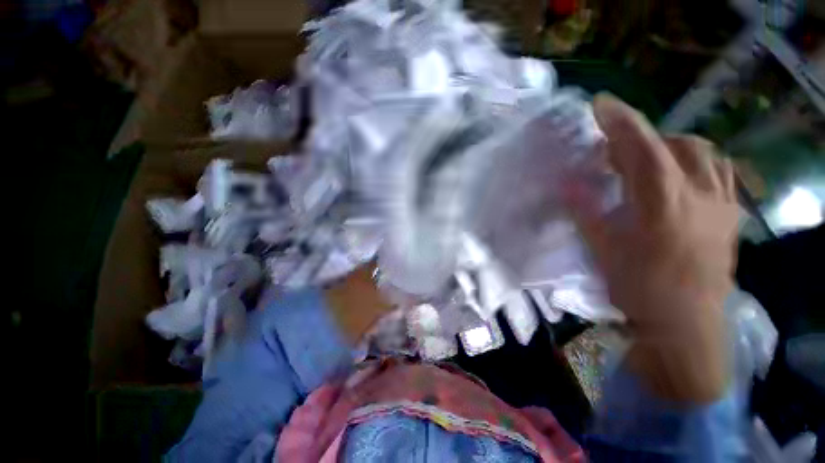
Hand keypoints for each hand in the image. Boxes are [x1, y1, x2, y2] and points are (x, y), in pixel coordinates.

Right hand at [565, 95, 738, 402]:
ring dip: (670, 147)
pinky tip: (679, 177)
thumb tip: (565, 183)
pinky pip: (720, 171)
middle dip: (640, 139)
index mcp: (663, 205)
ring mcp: (722, 203)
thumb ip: (585, 211)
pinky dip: (695, 162)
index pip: (642, 148)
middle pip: (674, 144)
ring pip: (703, 152)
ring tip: (647, 162)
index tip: (599, 104)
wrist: (686, 325)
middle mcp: (700, 195)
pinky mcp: (731, 215)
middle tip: (612, 155)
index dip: (620, 121)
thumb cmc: (639, 288)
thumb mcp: (603, 249)